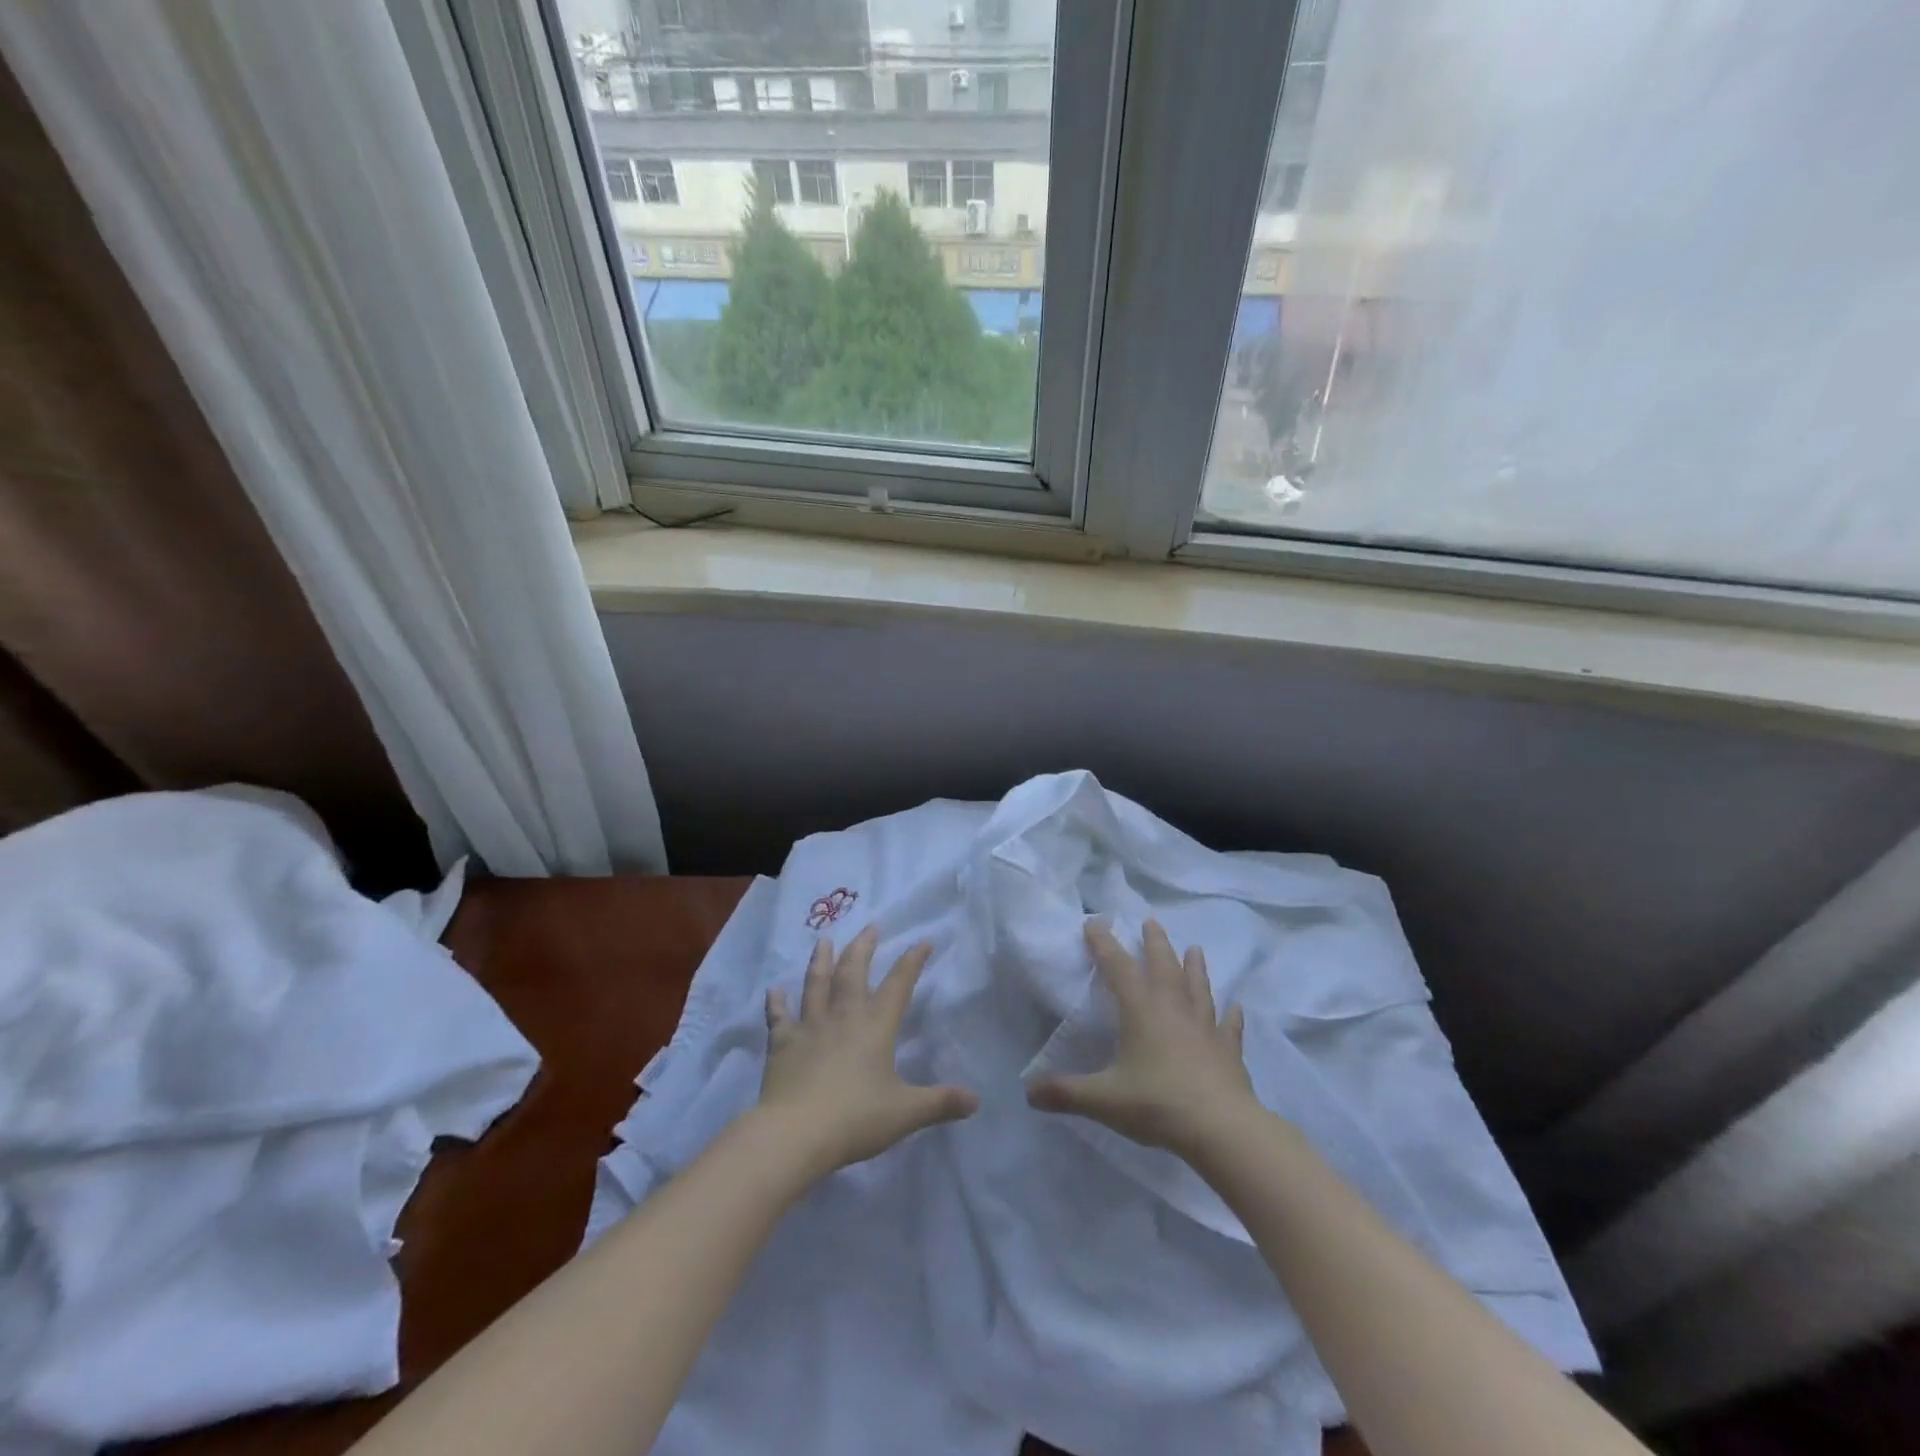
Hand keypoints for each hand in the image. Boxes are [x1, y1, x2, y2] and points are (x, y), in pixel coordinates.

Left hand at [759, 926, 978, 1178]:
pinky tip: (774, 990)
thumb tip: (976, 1101)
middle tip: (870, 927)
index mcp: (876, 1026)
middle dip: (864, 947)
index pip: (899, 985)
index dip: (912, 961)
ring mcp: (810, 1026)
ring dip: (821, 960)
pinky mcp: (782, 1043)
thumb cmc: (855, 1118)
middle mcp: (844, 1016)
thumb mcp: (906, 1113)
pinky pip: (779, 1017)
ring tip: (823, 940)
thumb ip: (940, 1103)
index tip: (923, 941)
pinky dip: (776, 1003)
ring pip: (816, 983)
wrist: (796, 1133)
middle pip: (853, 972)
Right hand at [1026, 919, 1257, 1157]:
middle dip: (1155, 942)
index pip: (1118, 966)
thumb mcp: (1103, 1099)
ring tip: (1195, 948)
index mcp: (1141, 1009)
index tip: (1094, 922)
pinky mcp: (1228, 1049)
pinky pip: (1229, 1025)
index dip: (1104, 943)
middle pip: (1163, 964)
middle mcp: (1173, 1007)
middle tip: (1151, 921)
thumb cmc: (1157, 1103)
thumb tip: (1029, 1092)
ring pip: (1198, 987)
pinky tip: (1236, 1007)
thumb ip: (1065, 1092)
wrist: (1221, 1128)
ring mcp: (1205, 1026)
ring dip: (1195, 966)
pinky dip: (1231, 1015)